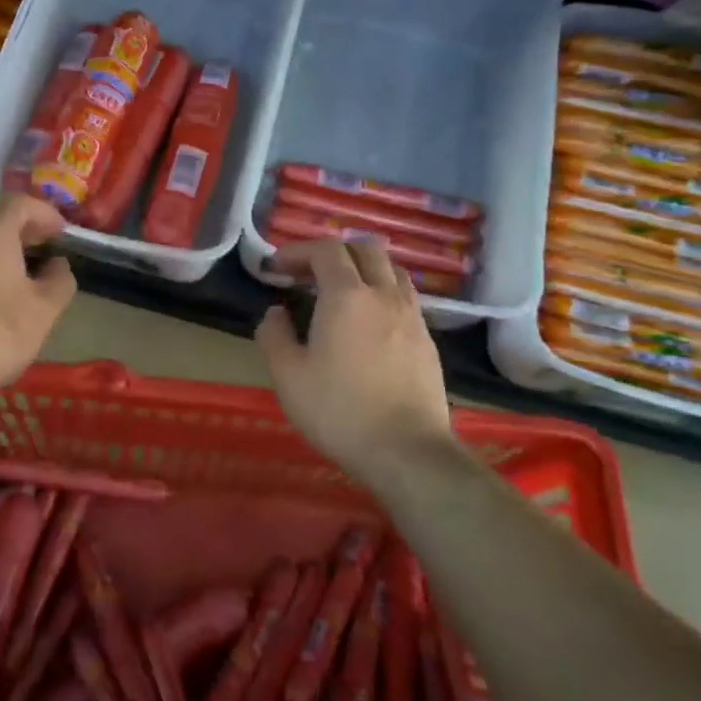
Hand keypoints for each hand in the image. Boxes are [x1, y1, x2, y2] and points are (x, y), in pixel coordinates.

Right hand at [255, 239, 452, 484]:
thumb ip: (274, 335)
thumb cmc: (339, 410)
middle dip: (333, 252)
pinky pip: (403, 297)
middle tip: (307, 274)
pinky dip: (380, 293)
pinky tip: (366, 323)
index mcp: (347, 296)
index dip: (298, 250)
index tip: (277, 268)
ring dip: (361, 269)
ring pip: (391, 270)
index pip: (326, 250)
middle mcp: (384, 295)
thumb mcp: (287, 375)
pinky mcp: (427, 340)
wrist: (406, 451)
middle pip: (365, 248)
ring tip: (339, 293)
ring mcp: (412, 316)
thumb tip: (275, 313)